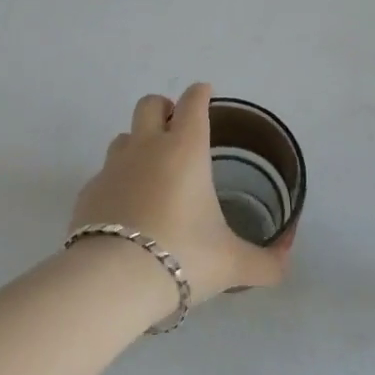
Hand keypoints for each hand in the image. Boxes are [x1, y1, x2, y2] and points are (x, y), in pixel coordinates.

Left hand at [71, 83, 291, 303]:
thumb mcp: (234, 264)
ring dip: (138, 143)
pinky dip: (118, 182)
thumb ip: (266, 262)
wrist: (113, 280)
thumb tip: (286, 262)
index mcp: (185, 150)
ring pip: (123, 137)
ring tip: (152, 171)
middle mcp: (146, 149)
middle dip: (164, 108)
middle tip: (176, 127)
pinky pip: (104, 175)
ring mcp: (111, 168)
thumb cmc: (183, 256)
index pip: (193, 103)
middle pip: (149, 104)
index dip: (200, 94)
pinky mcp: (88, 193)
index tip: (205, 93)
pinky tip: (127, 210)